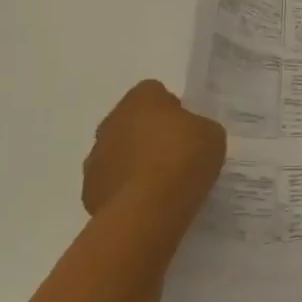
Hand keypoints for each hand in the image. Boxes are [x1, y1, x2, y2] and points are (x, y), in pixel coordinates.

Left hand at [82, 80, 226, 230]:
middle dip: (148, 132)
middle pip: (131, 120)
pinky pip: (111, 182)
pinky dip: (125, 188)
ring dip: (134, 160)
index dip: (171, 107)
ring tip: (161, 182)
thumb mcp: (212, 133)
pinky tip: (147, 201)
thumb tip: (188, 133)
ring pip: (117, 151)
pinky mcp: (89, 191)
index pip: (153, 91)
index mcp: (141, 100)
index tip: (186, 126)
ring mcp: (95, 158)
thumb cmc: (184, 160)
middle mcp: (111, 122)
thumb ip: (198, 126)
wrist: (148, 210)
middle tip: (176, 152)